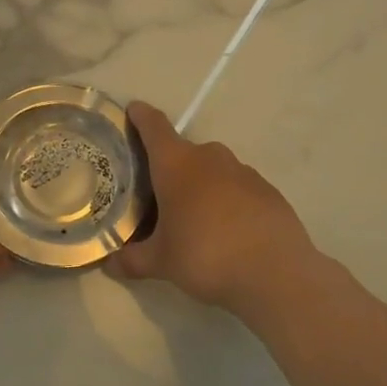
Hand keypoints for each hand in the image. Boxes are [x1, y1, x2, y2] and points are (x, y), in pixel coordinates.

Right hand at [106, 101, 318, 312]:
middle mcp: (209, 157)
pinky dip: (227, 200)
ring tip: (192, 216)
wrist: (277, 274)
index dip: (141, 116)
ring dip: (200, 184)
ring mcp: (243, 171)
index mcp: (176, 164)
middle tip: (156, 193)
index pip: (154, 126)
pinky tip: (226, 229)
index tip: (133, 111)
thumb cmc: (206, 256)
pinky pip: (237, 187)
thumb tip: (110, 264)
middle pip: (182, 151)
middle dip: (168, 166)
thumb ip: (132, 259)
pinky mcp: (267, 190)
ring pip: (212, 169)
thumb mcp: (161, 262)